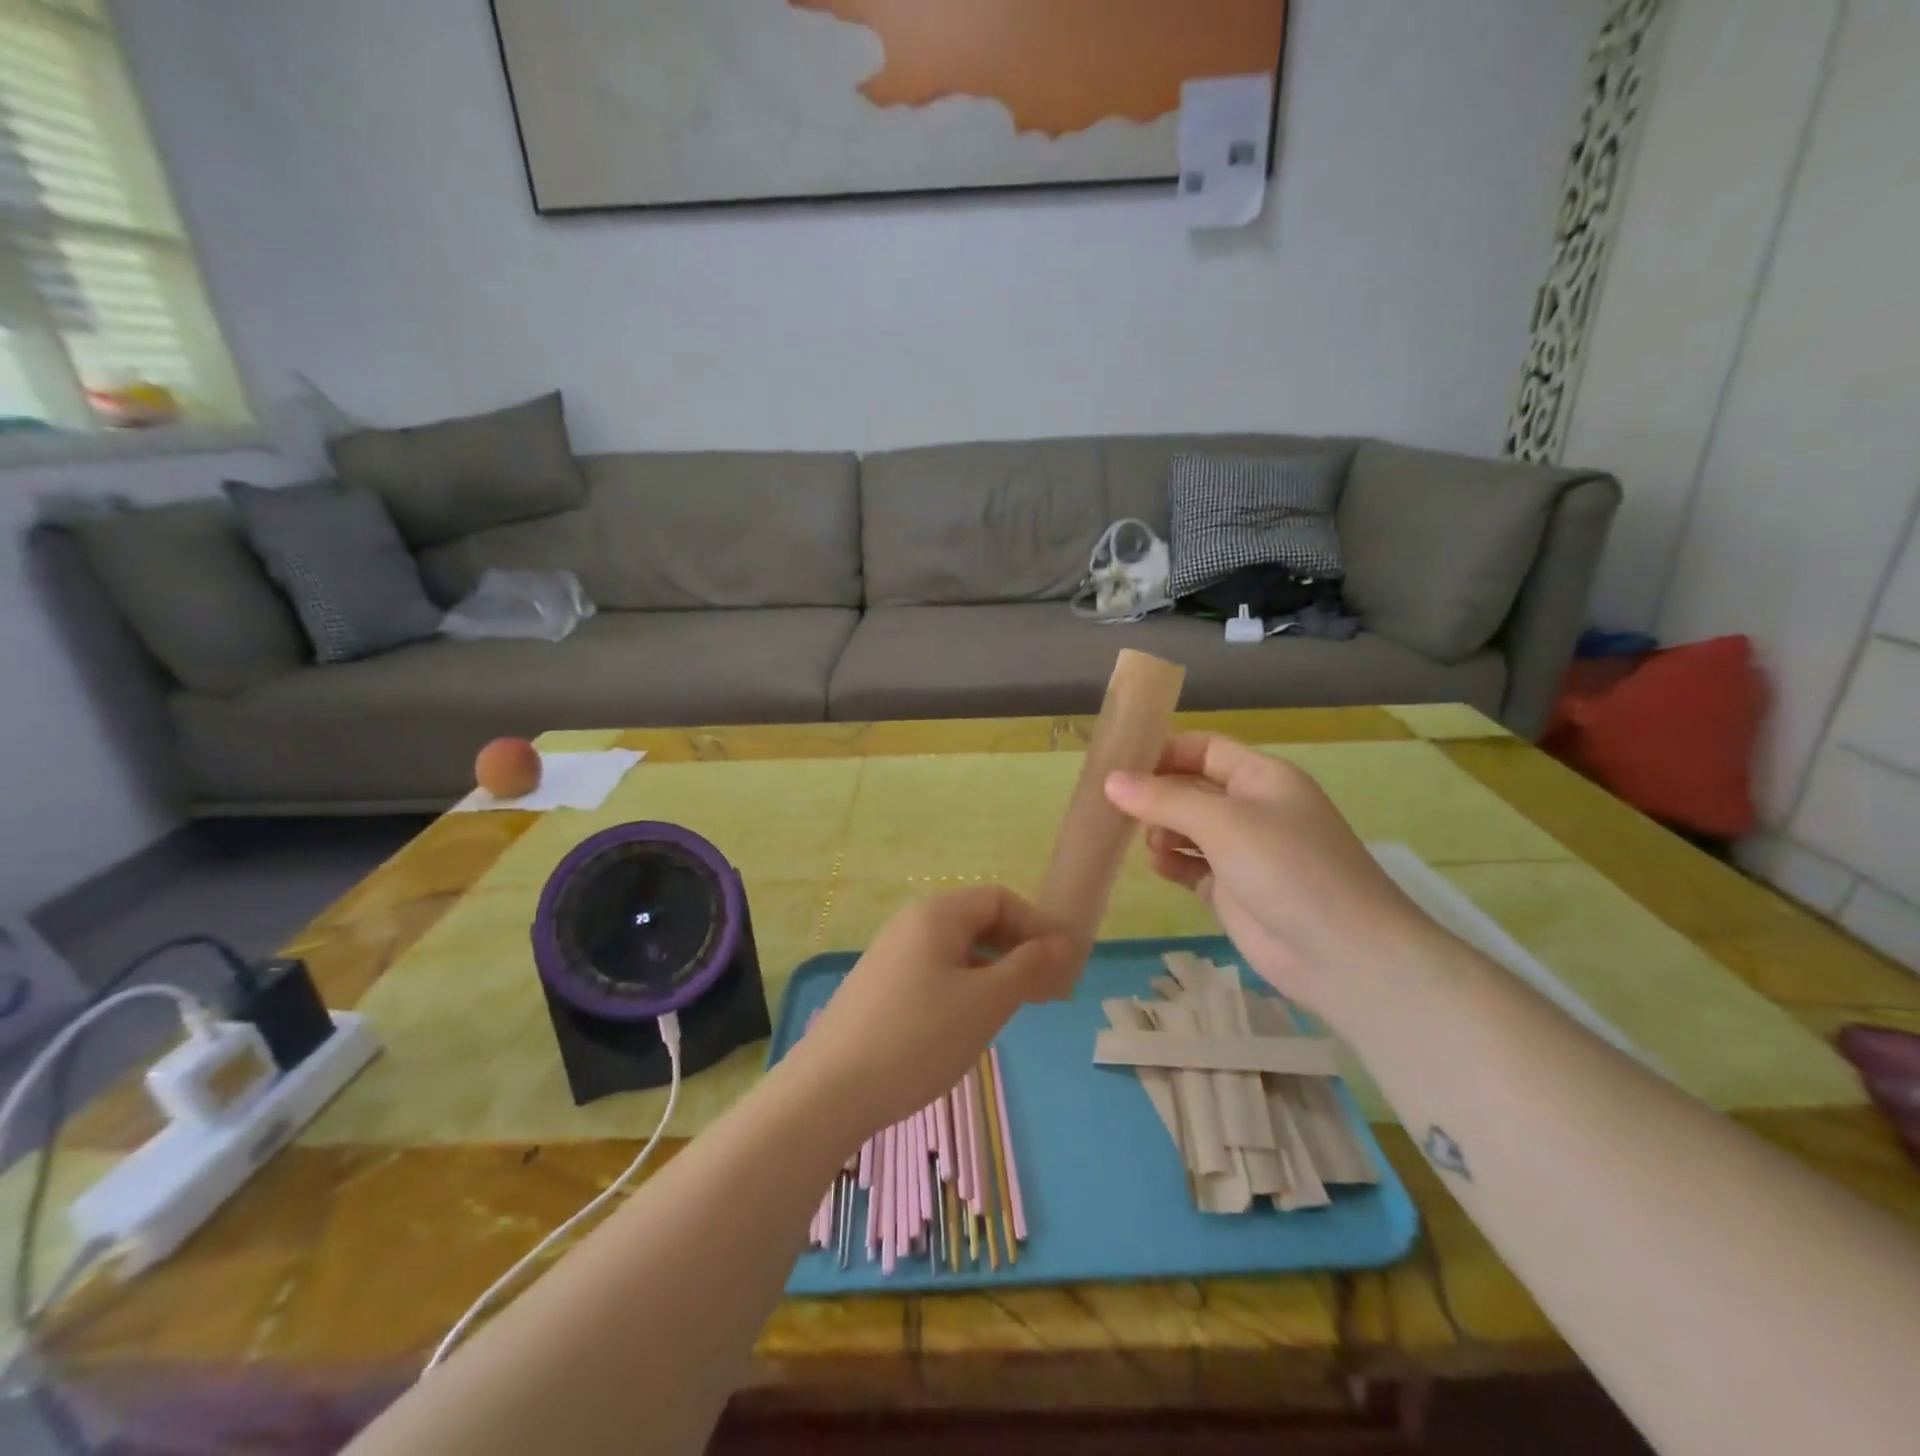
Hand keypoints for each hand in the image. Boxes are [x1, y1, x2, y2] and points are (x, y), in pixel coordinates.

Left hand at [790, 886, 1070, 1138]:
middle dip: (1016, 949)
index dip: (1034, 924)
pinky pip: (934, 972)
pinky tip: (969, 1023)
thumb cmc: (919, 1038)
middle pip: (976, 921)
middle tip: (1045, 991)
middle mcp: (911, 924)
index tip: (1061, 964)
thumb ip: (1027, 968)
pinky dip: (964, 987)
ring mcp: (891, 956)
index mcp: (936, 915)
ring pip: (956, 950)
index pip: (998, 898)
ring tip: (1014, 1009)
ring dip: (992, 971)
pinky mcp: (880, 987)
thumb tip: (1060, 943)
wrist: (829, 1091)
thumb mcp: (985, 1003)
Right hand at [1103, 733, 1439, 1023]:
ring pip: (1188, 828)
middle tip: (1116, 807)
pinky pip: (1191, 866)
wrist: (1342, 954)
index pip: (1205, 748)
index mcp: (1261, 777)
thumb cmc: (1287, 868)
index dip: (1165, 750)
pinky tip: (1158, 866)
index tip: (1120, 764)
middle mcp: (1252, 809)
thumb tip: (1111, 781)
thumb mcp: (1223, 823)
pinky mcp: (1233, 890)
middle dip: (1156, 793)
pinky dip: (1172, 863)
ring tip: (1149, 843)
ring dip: (1162, 829)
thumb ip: (1164, 800)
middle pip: (1192, 788)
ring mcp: (1243, 852)